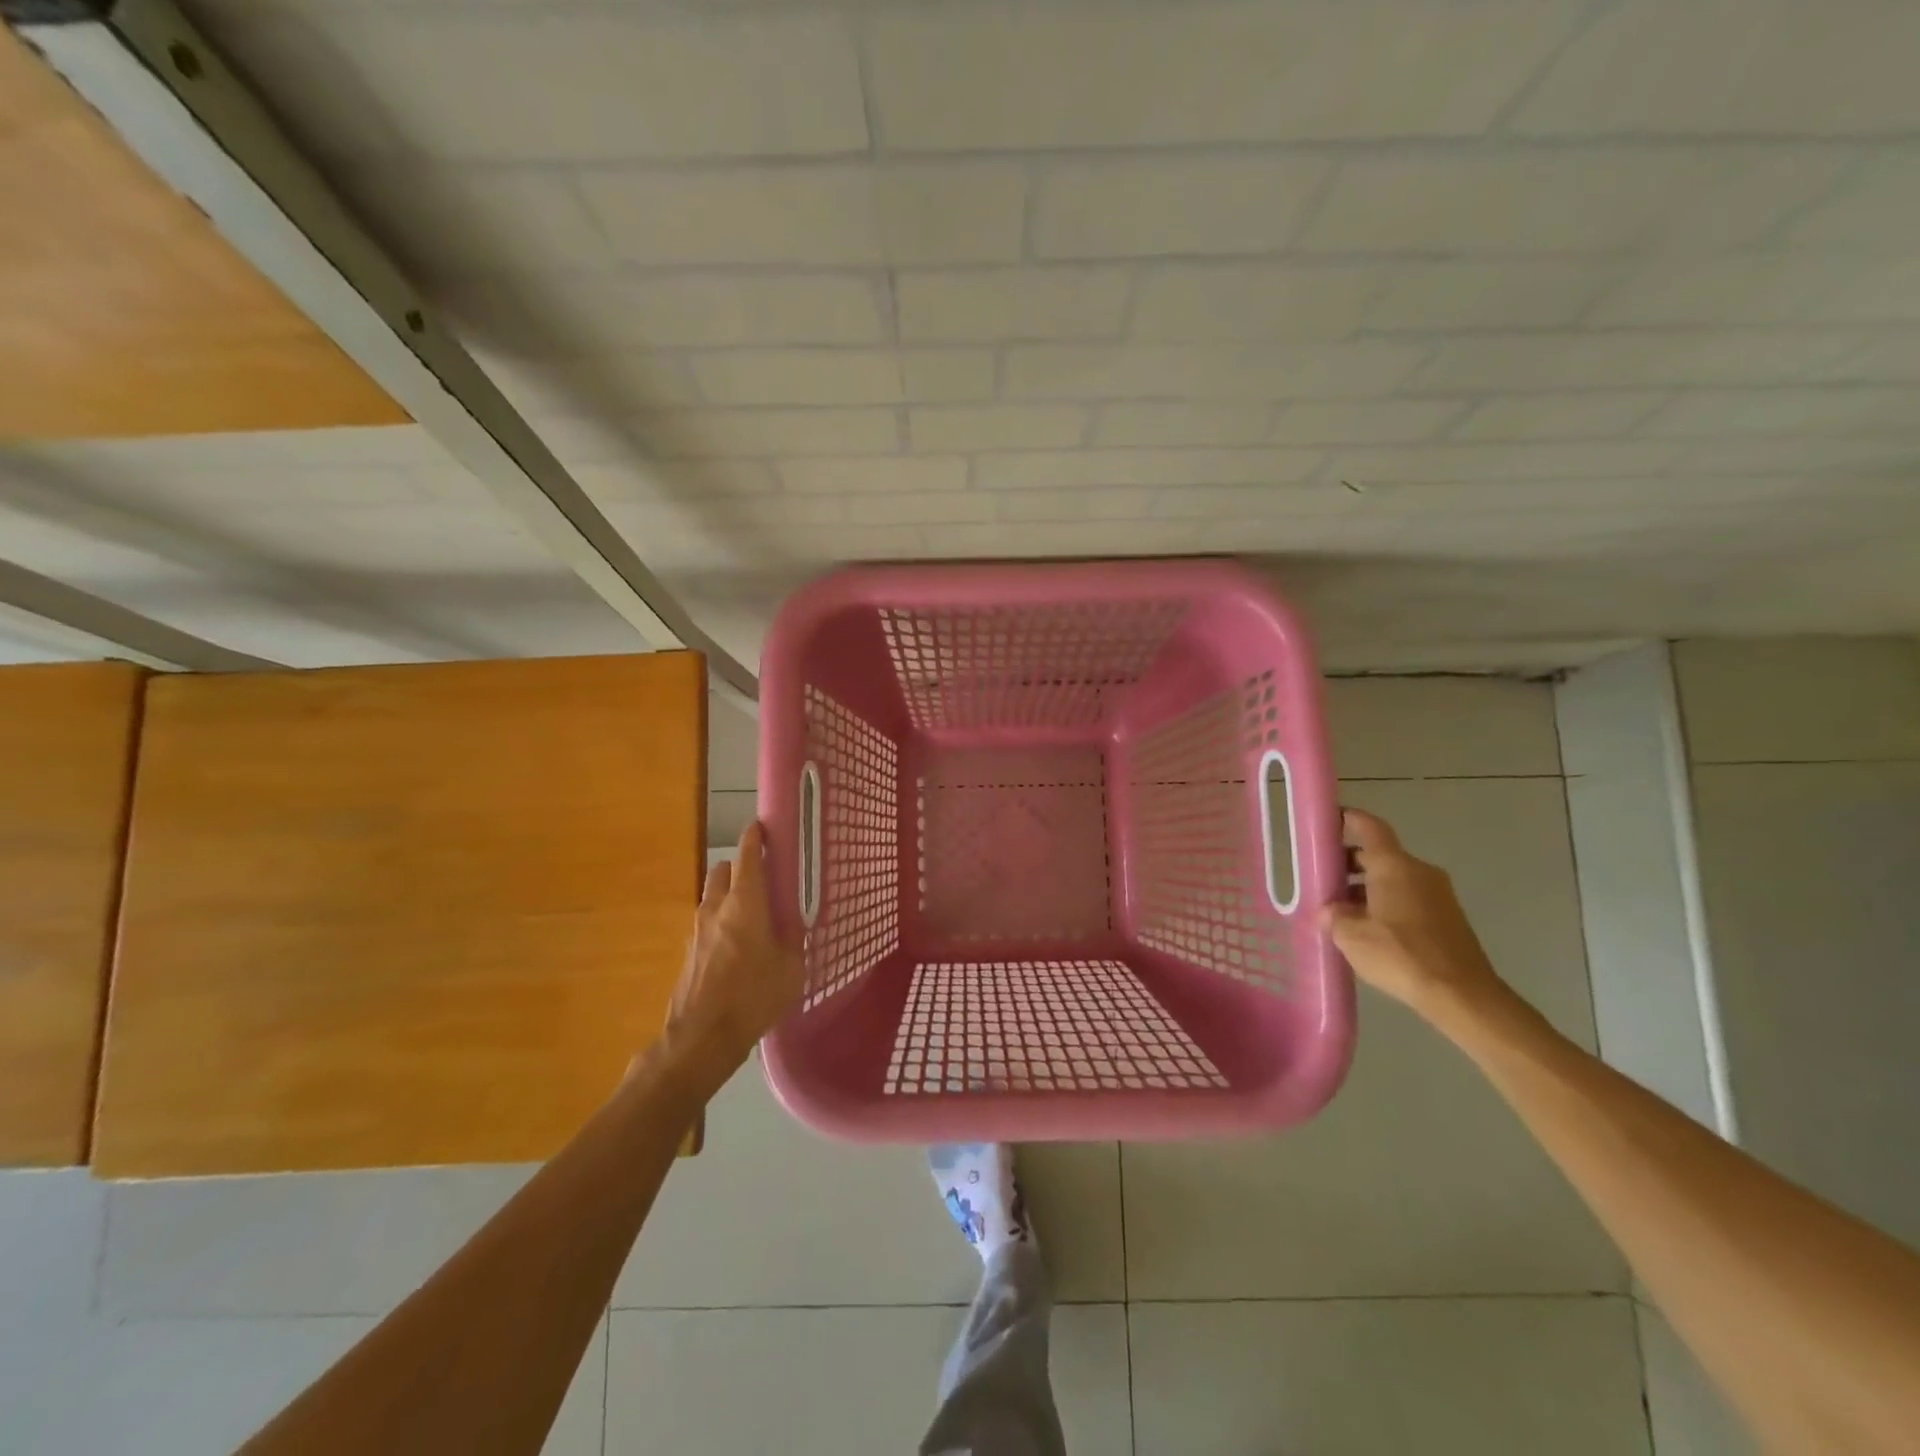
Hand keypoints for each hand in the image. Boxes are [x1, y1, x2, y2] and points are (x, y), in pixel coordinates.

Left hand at [659, 821, 805, 1093]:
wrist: (701, 1038)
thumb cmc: (753, 997)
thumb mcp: (791, 967)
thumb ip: (794, 938)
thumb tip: (794, 922)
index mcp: (745, 903)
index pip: (747, 857)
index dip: (754, 838)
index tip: (761, 827)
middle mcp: (716, 909)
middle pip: (722, 871)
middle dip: (739, 866)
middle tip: (761, 878)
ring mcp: (697, 931)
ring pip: (712, 897)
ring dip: (728, 895)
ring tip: (752, 915)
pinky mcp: (689, 954)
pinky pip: (707, 924)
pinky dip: (721, 922)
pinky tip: (738, 946)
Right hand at [1320, 808, 1505, 1019]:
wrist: (1462, 995)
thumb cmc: (1401, 955)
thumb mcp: (1351, 936)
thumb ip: (1334, 916)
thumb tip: (1329, 911)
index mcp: (1394, 866)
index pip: (1370, 827)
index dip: (1349, 819)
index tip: (1329, 820)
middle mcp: (1419, 871)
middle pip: (1380, 854)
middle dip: (1350, 862)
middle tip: (1323, 876)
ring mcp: (1438, 895)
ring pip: (1394, 878)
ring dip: (1367, 887)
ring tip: (1341, 909)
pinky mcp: (1448, 918)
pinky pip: (1409, 898)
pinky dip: (1386, 903)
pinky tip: (1369, 929)